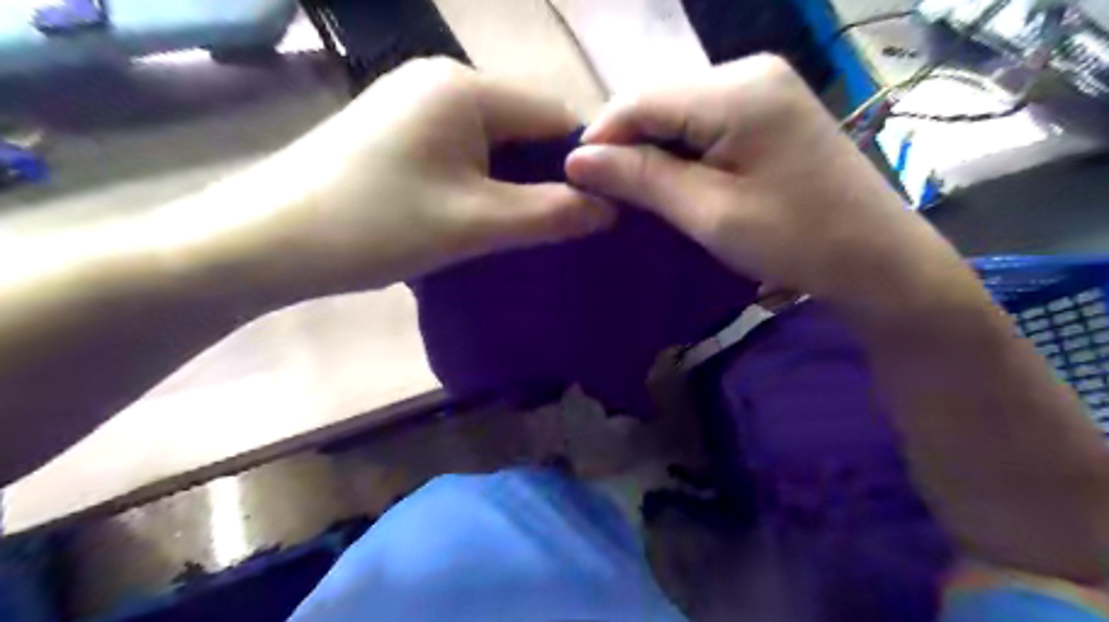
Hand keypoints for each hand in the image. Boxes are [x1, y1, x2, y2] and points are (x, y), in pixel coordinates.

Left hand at [199, 56, 614, 298]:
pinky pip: (462, 149)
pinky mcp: (396, 127)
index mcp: (465, 88)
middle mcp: (442, 80)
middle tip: (555, 228)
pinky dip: (480, 181)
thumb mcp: (475, 224)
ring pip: (493, 141)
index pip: (555, 115)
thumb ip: (550, 214)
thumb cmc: (375, 226)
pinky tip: (474, 213)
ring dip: (512, 183)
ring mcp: (414, 101)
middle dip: (545, 177)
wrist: (265, 240)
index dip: (581, 163)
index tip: (593, 212)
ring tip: (517, 227)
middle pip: (524, 126)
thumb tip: (610, 208)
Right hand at [567, 55, 967, 310]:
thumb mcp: (709, 213)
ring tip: (632, 190)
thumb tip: (577, 159)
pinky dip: (679, 149)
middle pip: (660, 98)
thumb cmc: (795, 240)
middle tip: (603, 191)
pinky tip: (671, 178)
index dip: (601, 136)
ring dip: (650, 148)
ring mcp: (764, 86)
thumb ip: (642, 179)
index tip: (575, 179)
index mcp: (738, 91)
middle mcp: (750, 71)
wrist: (877, 259)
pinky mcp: (770, 108)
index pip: (641, 99)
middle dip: (625, 143)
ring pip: (678, 110)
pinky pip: (704, 120)